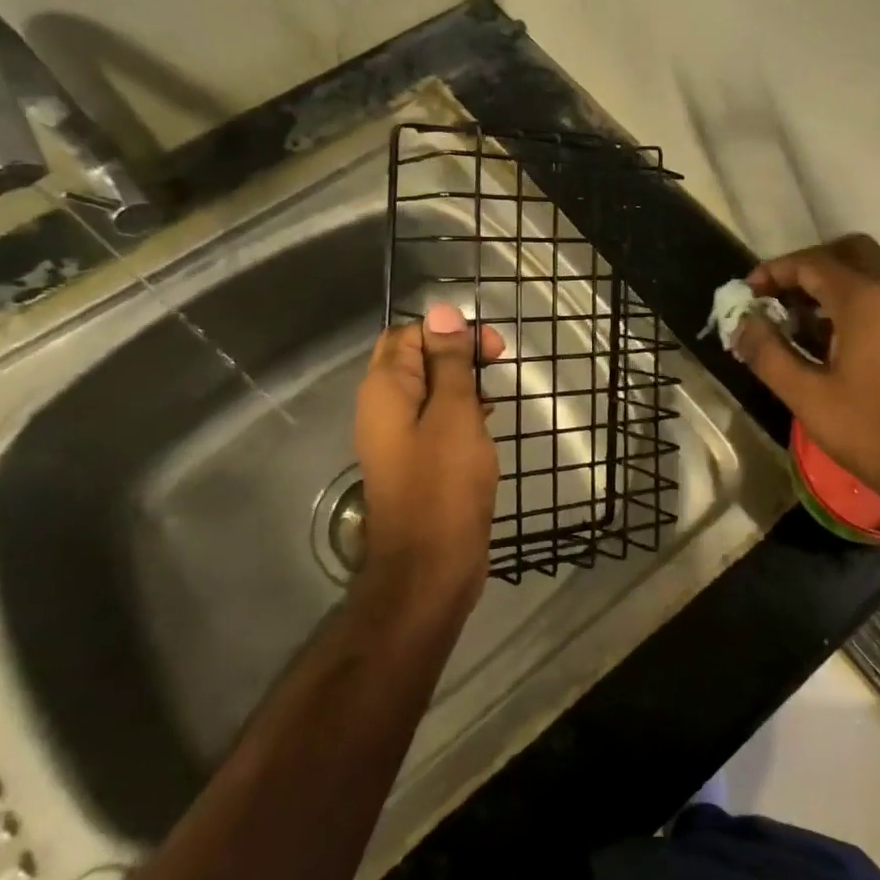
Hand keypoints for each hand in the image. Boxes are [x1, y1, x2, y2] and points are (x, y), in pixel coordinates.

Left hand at [354, 304, 506, 603]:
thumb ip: (449, 362)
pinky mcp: (416, 462)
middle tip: (496, 362)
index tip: (491, 349)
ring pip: (428, 391)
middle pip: (416, 359)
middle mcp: (383, 408)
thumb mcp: (454, 413)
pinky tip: (486, 421)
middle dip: (456, 354)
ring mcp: (398, 438)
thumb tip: (442, 312)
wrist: (430, 567)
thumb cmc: (444, 483)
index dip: (449, 331)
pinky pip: (434, 421)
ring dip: (460, 383)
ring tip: (495, 393)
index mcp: (385, 389)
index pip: (409, 334)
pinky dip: (460, 412)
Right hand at [732, 235, 879, 526]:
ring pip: (872, 275)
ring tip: (801, 322)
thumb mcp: (807, 396)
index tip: (748, 291)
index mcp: (866, 302)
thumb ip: (768, 353)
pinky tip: (836, 343)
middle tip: (780, 295)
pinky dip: (857, 303)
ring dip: (834, 285)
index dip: (775, 270)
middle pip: (849, 253)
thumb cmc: (872, 433)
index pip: (813, 263)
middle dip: (809, 266)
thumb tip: (741, 324)